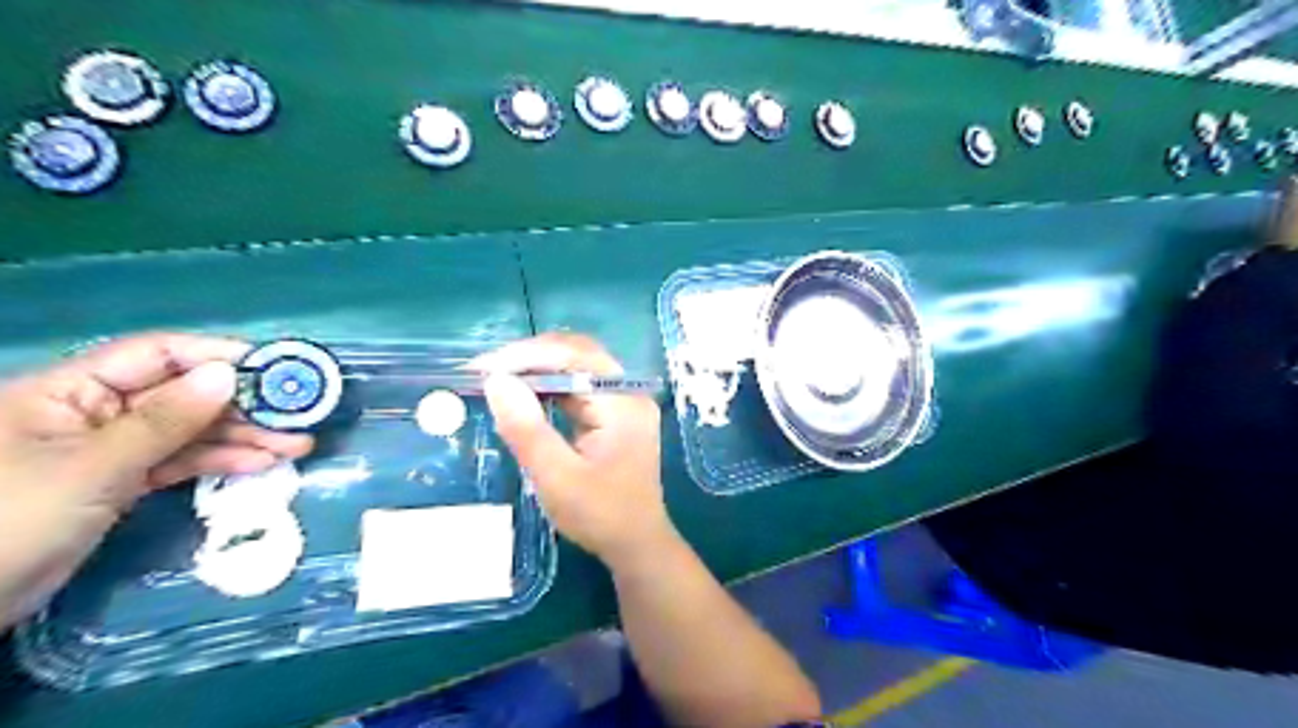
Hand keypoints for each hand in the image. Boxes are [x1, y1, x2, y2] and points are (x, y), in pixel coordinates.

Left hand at [1, 335, 310, 624]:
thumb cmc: (9, 521)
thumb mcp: (93, 467)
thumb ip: (164, 421)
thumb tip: (228, 375)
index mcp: (68, 390)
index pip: (156, 355)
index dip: (217, 356)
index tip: (275, 370)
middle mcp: (94, 411)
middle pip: (184, 394)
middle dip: (243, 405)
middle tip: (300, 416)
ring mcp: (110, 449)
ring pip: (190, 431)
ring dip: (244, 437)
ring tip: (297, 445)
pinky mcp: (121, 483)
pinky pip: (181, 461)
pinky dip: (220, 462)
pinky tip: (262, 464)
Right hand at [473, 332, 669, 565]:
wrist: (637, 545)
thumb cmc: (600, 515)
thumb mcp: (557, 477)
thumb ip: (527, 429)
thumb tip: (496, 381)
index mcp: (623, 402)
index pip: (575, 357)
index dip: (528, 355)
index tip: (485, 367)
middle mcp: (628, 393)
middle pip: (579, 356)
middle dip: (531, 358)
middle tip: (486, 371)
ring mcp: (624, 403)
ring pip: (578, 370)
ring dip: (538, 372)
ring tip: (497, 381)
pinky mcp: (615, 416)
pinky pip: (580, 390)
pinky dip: (550, 390)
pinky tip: (524, 397)